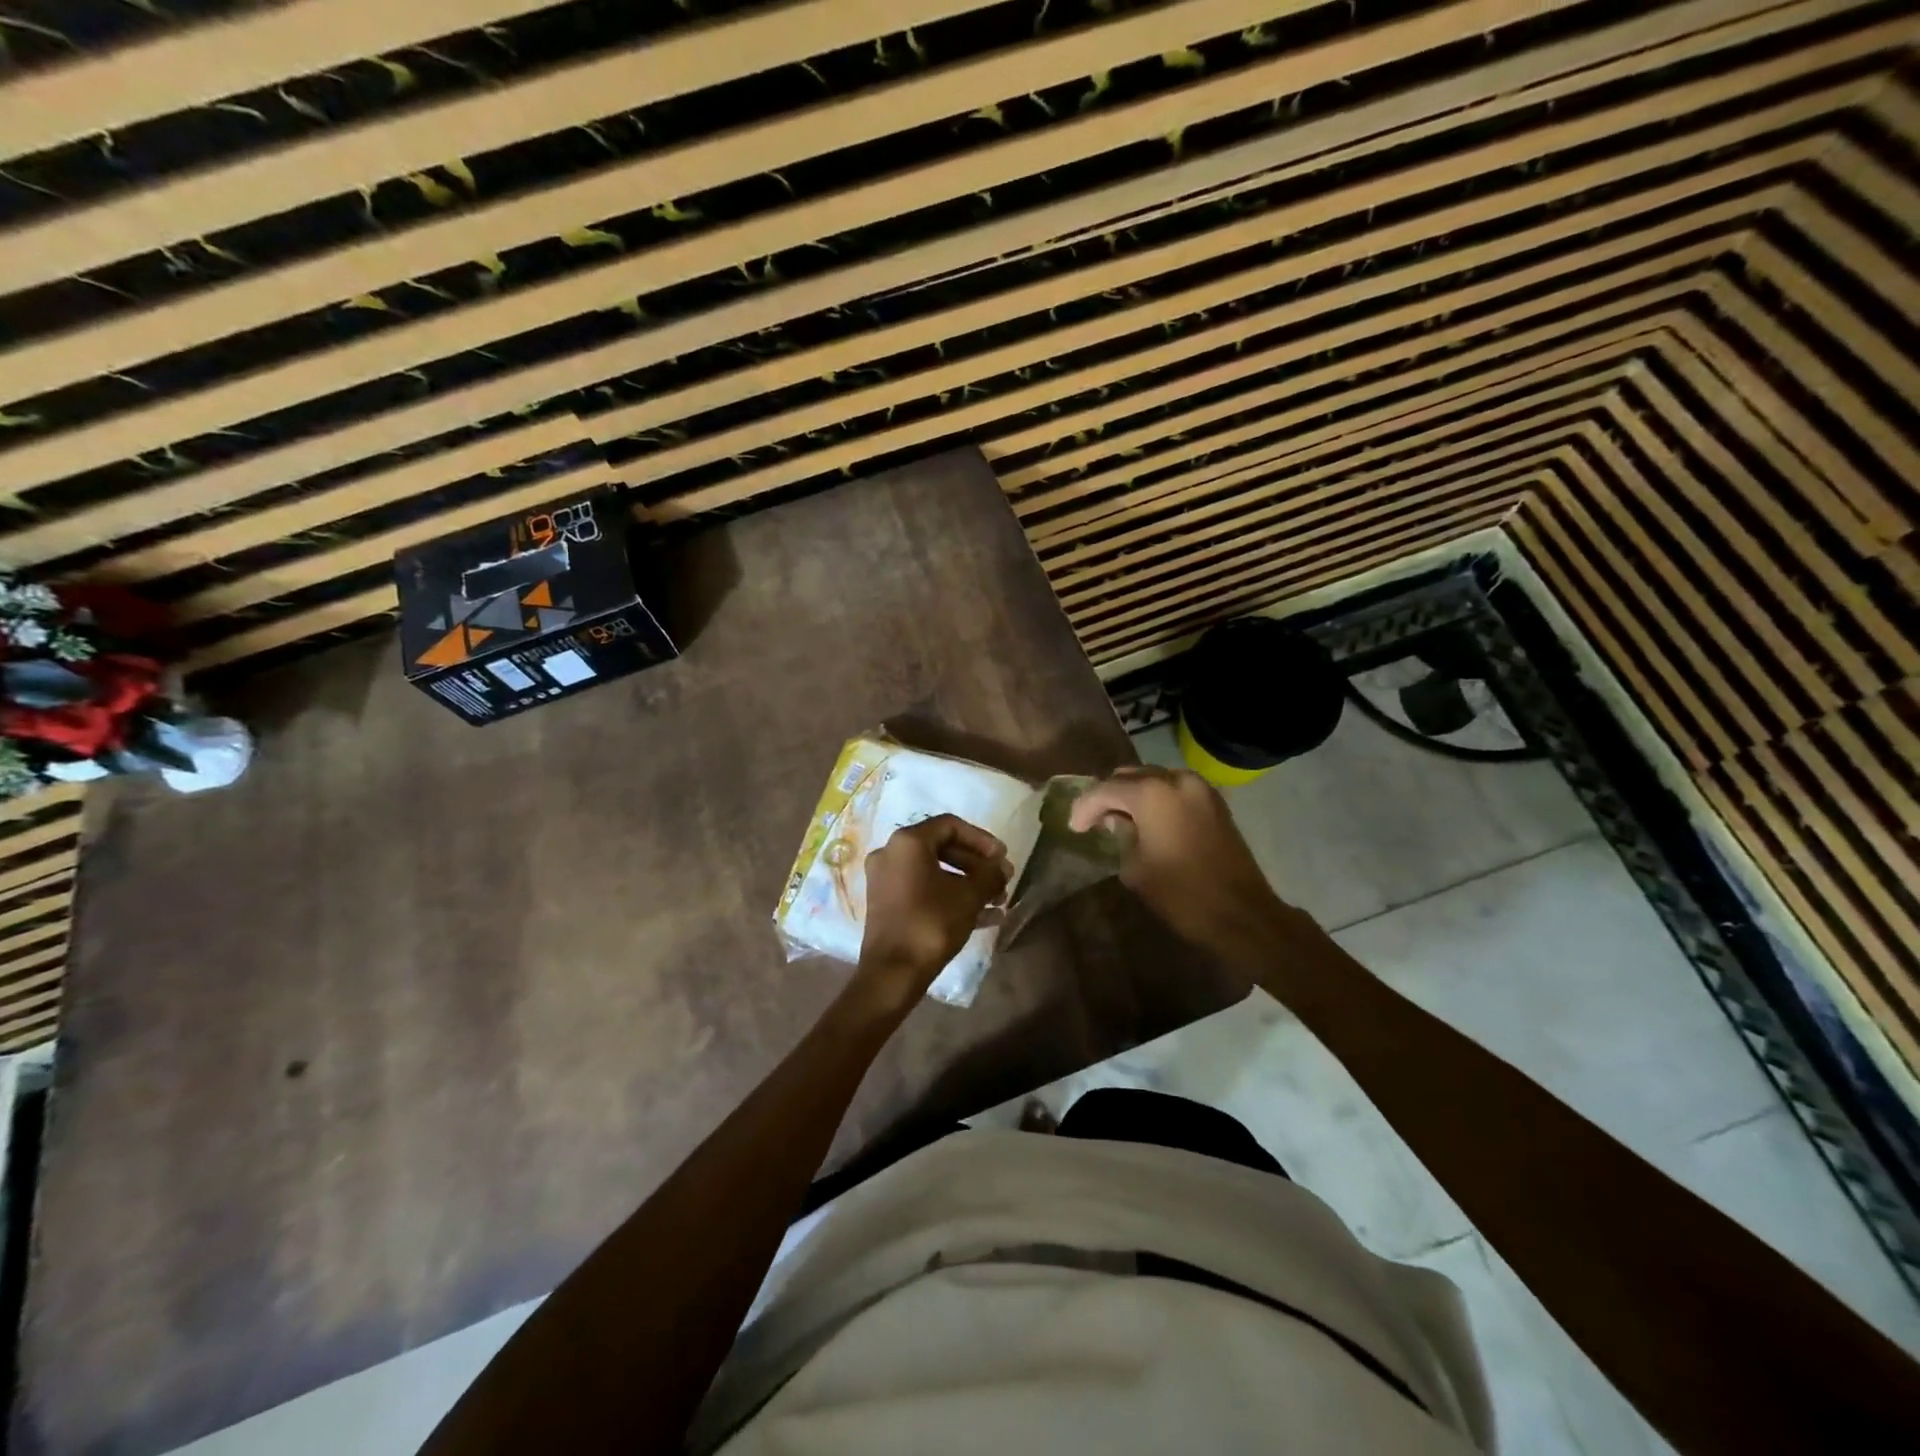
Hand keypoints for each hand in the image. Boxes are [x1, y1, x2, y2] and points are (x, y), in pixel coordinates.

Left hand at [855, 815, 1011, 1012]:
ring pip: (935, 872)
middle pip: (943, 848)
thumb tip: (1002, 868)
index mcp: (908, 842)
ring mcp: (886, 880)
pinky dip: (951, 897)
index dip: (982, 839)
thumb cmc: (931, 923)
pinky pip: (924, 890)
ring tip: (998, 901)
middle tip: (1002, 879)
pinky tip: (985, 917)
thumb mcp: (969, 896)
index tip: (1002, 857)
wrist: (892, 973)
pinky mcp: (888, 904)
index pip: (951, 825)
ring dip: (968, 883)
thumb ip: (990, 875)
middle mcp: (891, 854)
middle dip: (977, 864)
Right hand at [1069, 766, 1298, 963]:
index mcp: (1152, 793)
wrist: (1242, 914)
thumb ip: (1120, 835)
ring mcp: (1200, 787)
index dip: (1085, 807)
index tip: (1074, 827)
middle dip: (1108, 795)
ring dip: (1133, 794)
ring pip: (1153, 778)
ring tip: (1118, 819)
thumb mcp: (1135, 867)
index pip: (1105, 789)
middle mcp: (1176, 779)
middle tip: (1093, 820)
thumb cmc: (1181, 894)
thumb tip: (1116, 822)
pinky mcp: (1214, 801)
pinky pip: (1175, 789)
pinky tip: (1147, 820)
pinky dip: (1156, 798)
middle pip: (1130, 775)